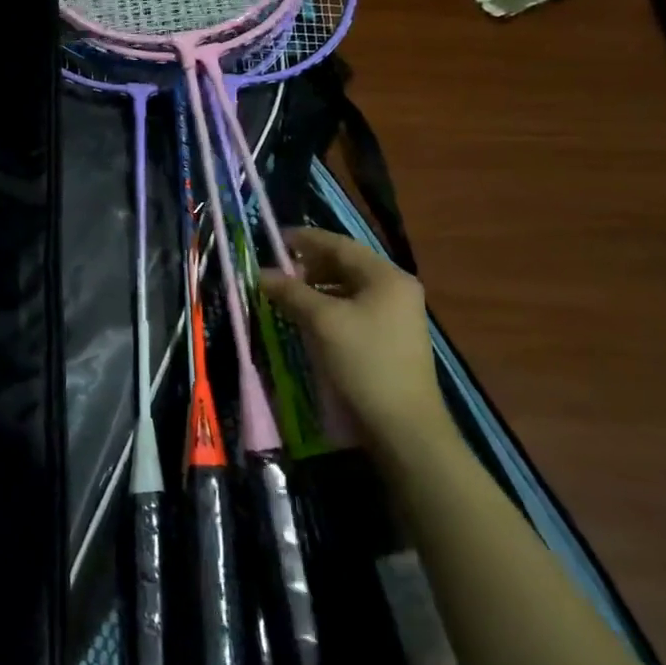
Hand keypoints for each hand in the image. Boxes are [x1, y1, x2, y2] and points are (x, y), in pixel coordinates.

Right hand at [258, 228, 448, 450]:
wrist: (404, 426)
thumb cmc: (364, 362)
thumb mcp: (322, 322)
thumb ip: (292, 292)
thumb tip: (262, 273)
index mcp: (386, 277)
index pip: (341, 245)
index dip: (306, 240)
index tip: (276, 238)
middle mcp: (397, 289)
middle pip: (347, 265)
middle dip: (310, 265)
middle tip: (278, 269)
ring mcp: (398, 316)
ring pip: (350, 289)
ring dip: (318, 287)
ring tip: (288, 293)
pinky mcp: (392, 339)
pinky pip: (355, 310)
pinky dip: (330, 307)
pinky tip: (309, 318)